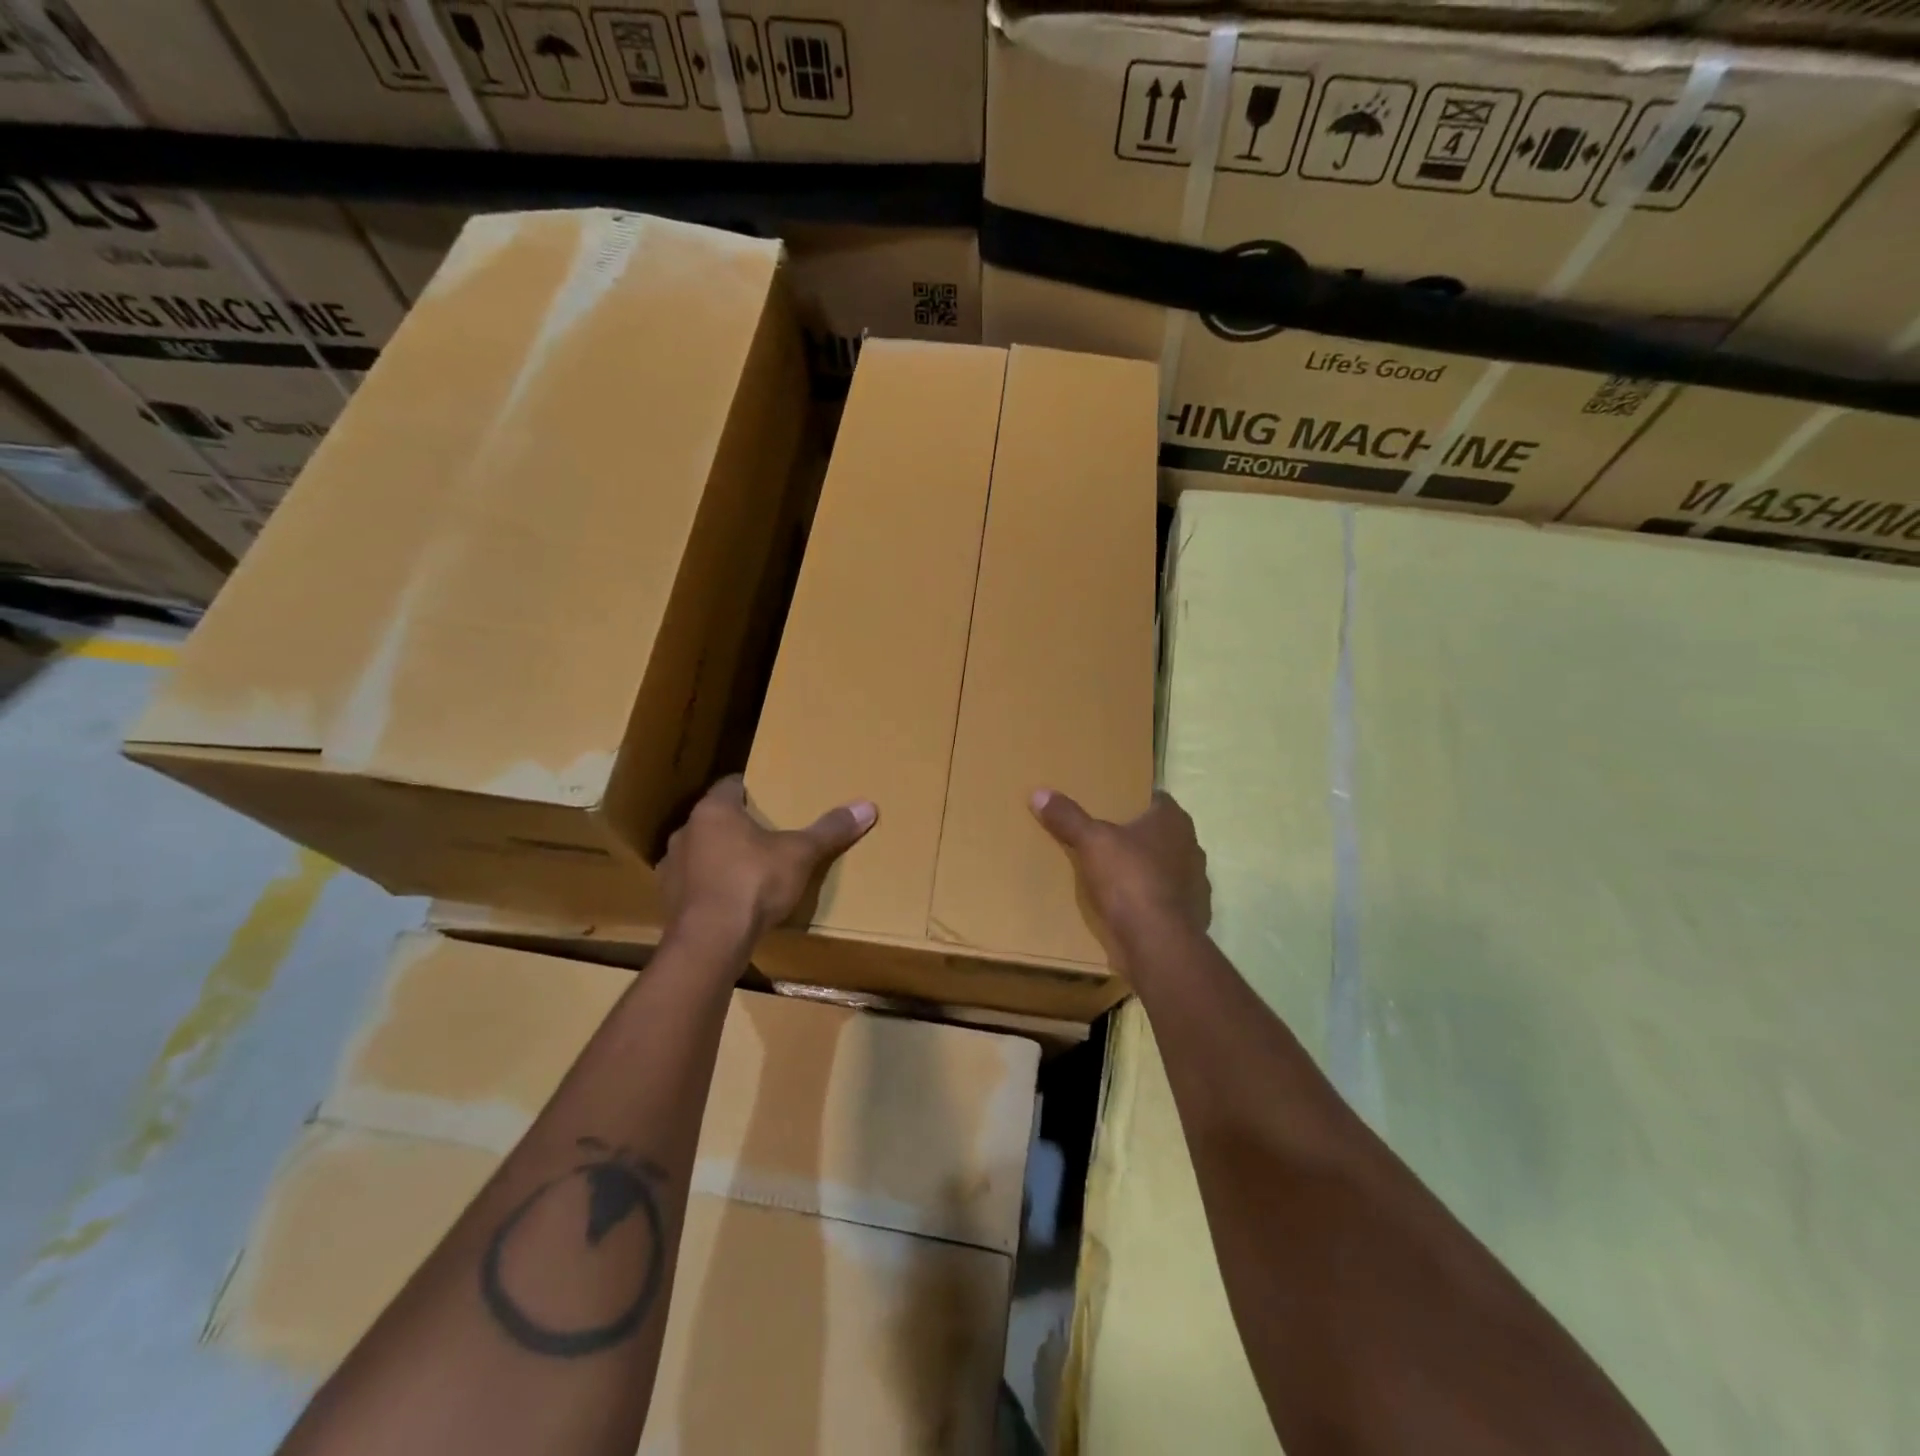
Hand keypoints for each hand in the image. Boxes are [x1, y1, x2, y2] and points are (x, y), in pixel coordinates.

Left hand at [658, 776, 875, 950]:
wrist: (710, 942)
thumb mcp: (800, 854)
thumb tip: (868, 806)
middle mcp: (686, 832)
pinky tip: (730, 900)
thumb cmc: (754, 883)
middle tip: (769, 834)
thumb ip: (830, 830)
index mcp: (714, 810)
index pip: (732, 785)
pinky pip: (693, 884)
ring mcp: (671, 868)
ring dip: (720, 857)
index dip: (753, 789)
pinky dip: (710, 887)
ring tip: (749, 869)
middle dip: (739, 825)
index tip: (773, 797)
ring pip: (701, 852)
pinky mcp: (669, 901)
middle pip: (716, 820)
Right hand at [1031, 789, 1209, 969]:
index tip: (1111, 805)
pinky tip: (1131, 907)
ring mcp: (1196, 883)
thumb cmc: (1129, 879)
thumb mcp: (1091, 842)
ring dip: (1147, 870)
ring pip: (1166, 867)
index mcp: (1174, 821)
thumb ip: (1068, 817)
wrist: (1158, 942)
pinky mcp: (1193, 914)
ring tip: (1115, 874)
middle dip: (1138, 836)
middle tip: (1106, 838)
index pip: (1156, 799)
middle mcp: (1192, 846)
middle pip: (1161, 834)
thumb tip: (1039, 793)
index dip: (1135, 800)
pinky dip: (1152, 900)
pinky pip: (1168, 899)